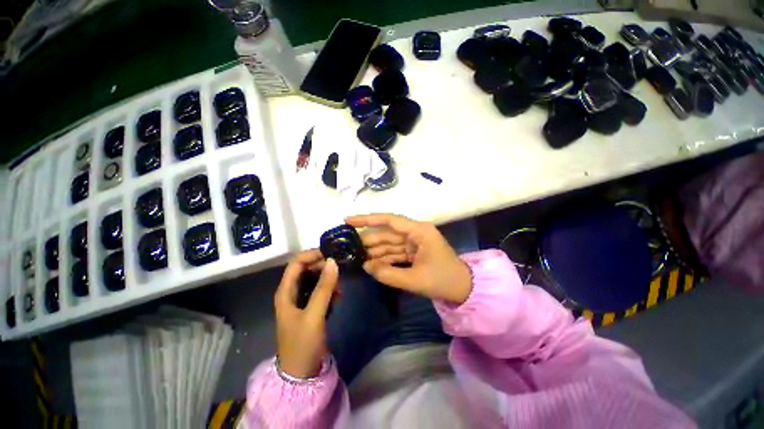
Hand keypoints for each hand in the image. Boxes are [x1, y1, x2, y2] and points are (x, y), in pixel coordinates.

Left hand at [274, 250, 338, 377]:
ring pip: (315, 279)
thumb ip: (324, 288)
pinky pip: (320, 290)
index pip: (296, 263)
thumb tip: (333, 261)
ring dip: (328, 279)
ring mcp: (301, 300)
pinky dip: (329, 289)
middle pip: (307, 269)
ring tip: (340, 287)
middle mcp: (292, 292)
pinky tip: (338, 296)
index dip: (312, 255)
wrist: (301, 374)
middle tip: (340, 269)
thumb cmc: (303, 343)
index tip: (331, 254)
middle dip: (323, 266)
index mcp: (285, 291)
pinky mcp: (310, 307)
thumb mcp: (314, 314)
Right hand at [346, 214, 472, 303]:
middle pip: (387, 232)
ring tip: (356, 257)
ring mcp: (414, 242)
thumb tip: (366, 266)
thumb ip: (388, 273)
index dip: (367, 219)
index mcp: (419, 231)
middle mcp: (415, 232)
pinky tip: (371, 264)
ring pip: (389, 243)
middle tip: (348, 247)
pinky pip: (395, 252)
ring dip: (374, 250)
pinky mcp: (414, 251)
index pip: (389, 220)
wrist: (464, 289)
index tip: (348, 221)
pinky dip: (384, 258)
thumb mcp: (414, 279)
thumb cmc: (443, 280)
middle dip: (368, 240)